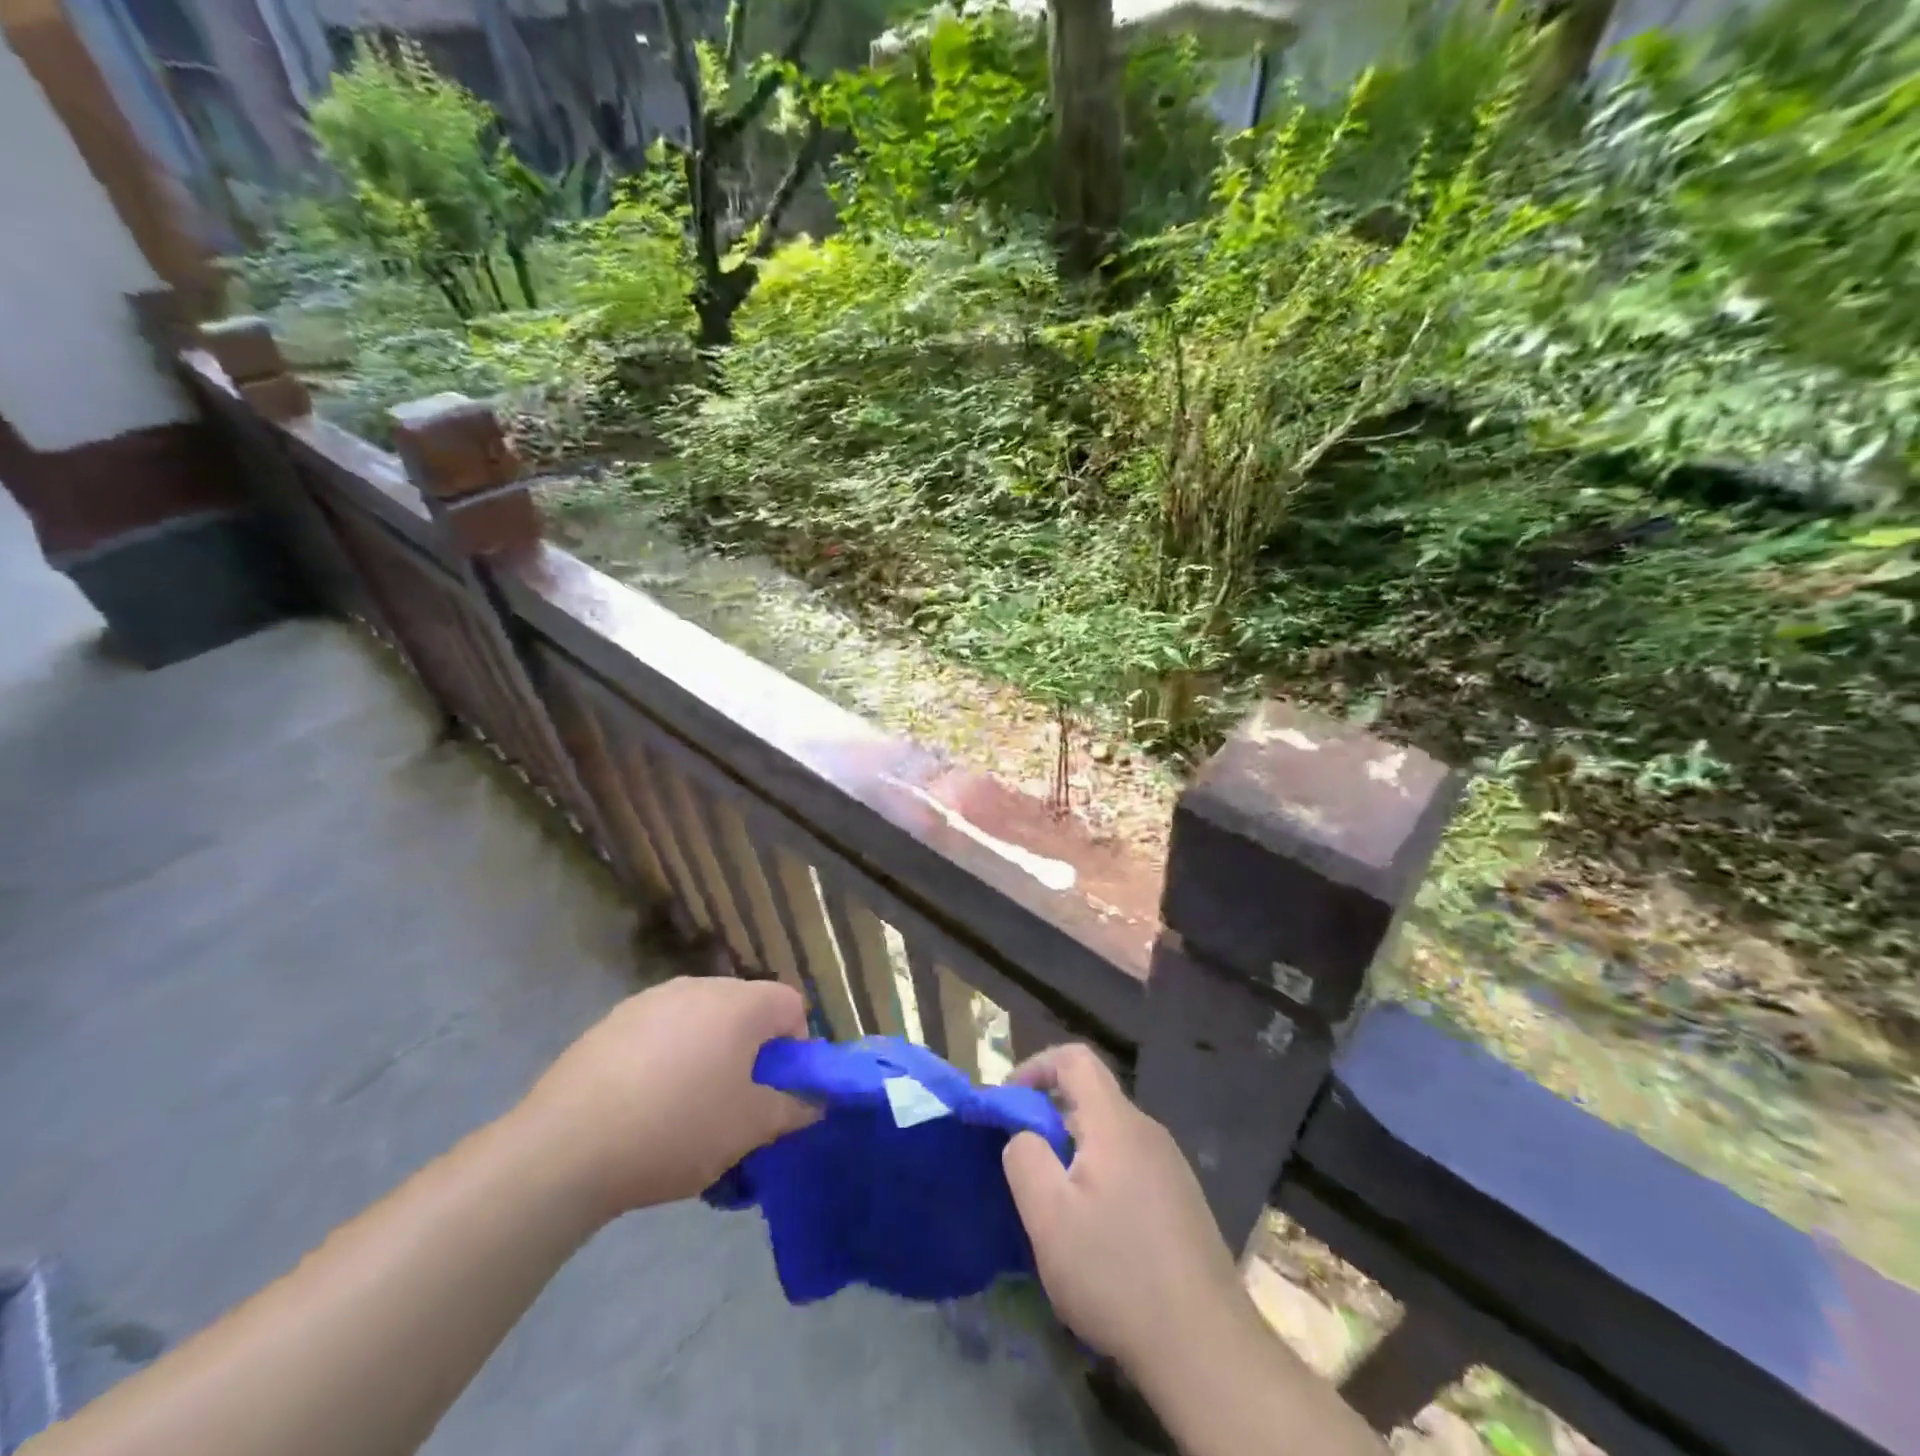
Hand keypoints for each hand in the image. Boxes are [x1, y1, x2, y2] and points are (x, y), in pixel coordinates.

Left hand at [516, 976, 814, 1221]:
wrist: (565, 1148)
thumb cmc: (675, 1129)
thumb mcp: (748, 1129)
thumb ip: (792, 1109)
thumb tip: (815, 1101)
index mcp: (739, 1003)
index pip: (791, 1004)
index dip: (795, 1046)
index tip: (776, 1089)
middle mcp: (698, 986)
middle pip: (745, 1008)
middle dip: (751, 1049)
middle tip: (736, 1101)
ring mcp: (650, 999)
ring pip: (701, 1019)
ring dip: (709, 1051)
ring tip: (687, 1105)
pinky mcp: (612, 1021)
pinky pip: (660, 1030)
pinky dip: (667, 1056)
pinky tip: (643, 1102)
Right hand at [1002, 1044, 1248, 1382]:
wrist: (1207, 1348)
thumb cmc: (1117, 1274)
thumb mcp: (1049, 1218)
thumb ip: (1024, 1159)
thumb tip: (1024, 1134)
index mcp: (1116, 1123)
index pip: (1075, 1058)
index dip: (1036, 1066)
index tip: (1008, 1102)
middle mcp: (1148, 1132)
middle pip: (1092, 1097)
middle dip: (1050, 1117)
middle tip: (1025, 1164)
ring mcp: (1171, 1167)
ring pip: (1110, 1135)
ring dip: (1075, 1152)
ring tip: (1057, 1205)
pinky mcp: (1182, 1201)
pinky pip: (1130, 1165)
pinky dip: (1101, 1176)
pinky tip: (1097, 1233)